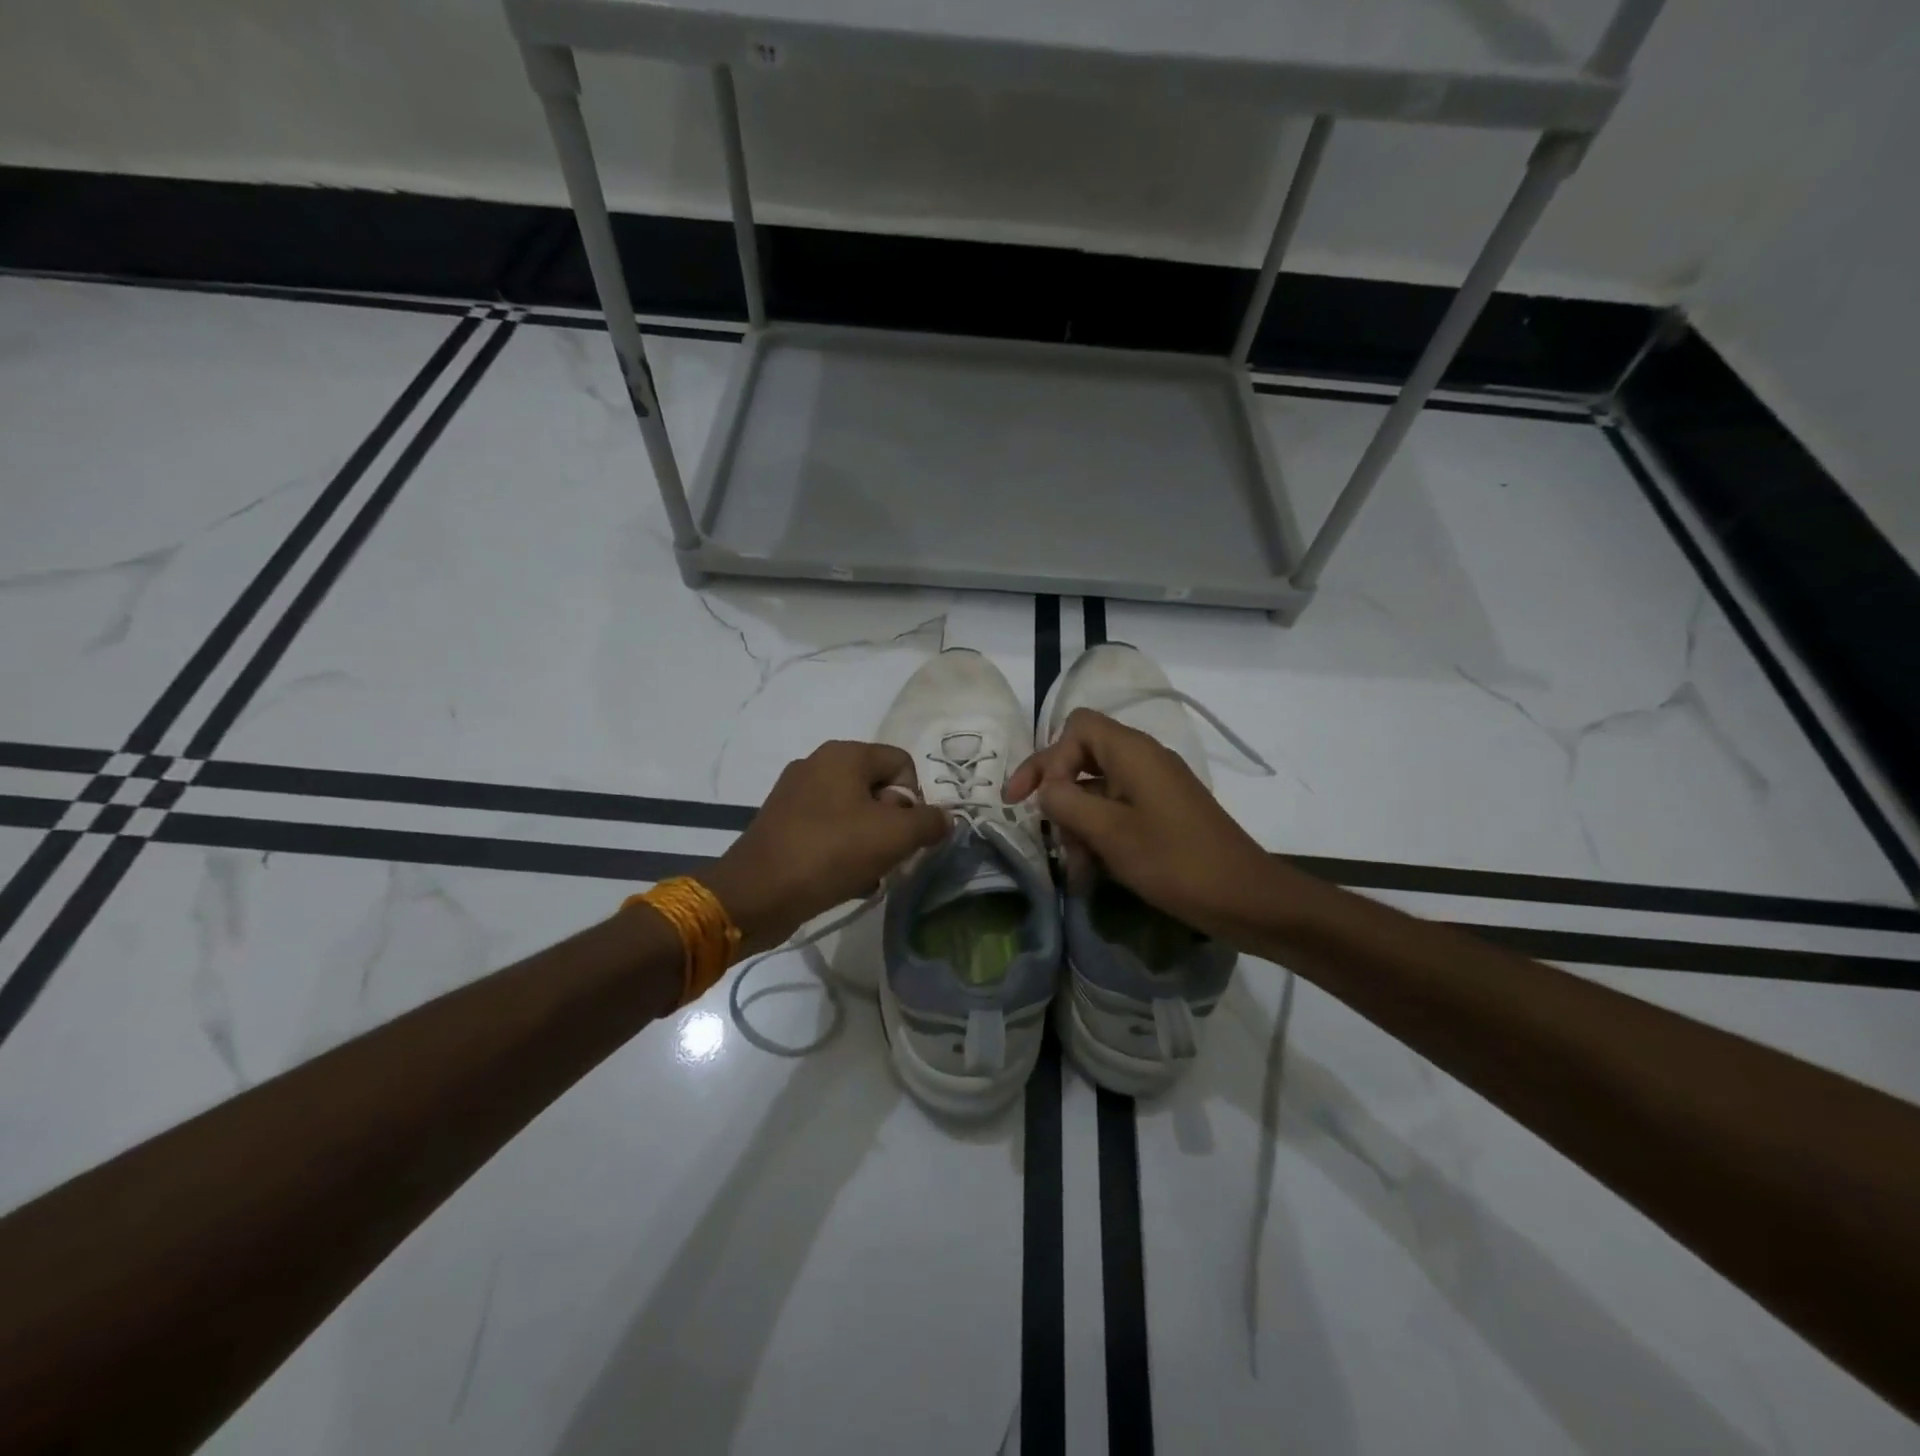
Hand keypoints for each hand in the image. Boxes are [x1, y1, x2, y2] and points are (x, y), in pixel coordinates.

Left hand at [702, 741, 949, 953]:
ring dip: (869, 842)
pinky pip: (828, 830)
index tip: (907, 834)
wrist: (756, 893)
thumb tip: (943, 819)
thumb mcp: (894, 837)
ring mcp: (795, 793)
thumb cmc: (830, 853)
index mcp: (844, 754)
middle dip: (892, 824)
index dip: (915, 799)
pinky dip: (843, 851)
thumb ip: (930, 822)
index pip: (902, 763)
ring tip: (867, 873)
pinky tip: (845, 880)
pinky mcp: (782, 822)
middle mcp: (818, 763)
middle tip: (887, 855)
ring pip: (854, 813)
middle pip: (878, 788)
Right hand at [1005, 708, 1273, 937]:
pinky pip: (1118, 812)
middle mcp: (1143, 760)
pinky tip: (1091, 872)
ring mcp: (1155, 788)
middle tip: (1040, 833)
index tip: (1027, 800)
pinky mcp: (1163, 814)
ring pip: (1097, 790)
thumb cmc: (1176, 862)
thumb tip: (1046, 788)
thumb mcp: (1111, 833)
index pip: (1076, 728)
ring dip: (1077, 825)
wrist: (1247, 899)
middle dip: (1058, 796)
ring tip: (1074, 869)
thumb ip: (1067, 803)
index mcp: (1133, 752)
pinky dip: (1099, 835)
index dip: (1046, 758)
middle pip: (1083, 758)